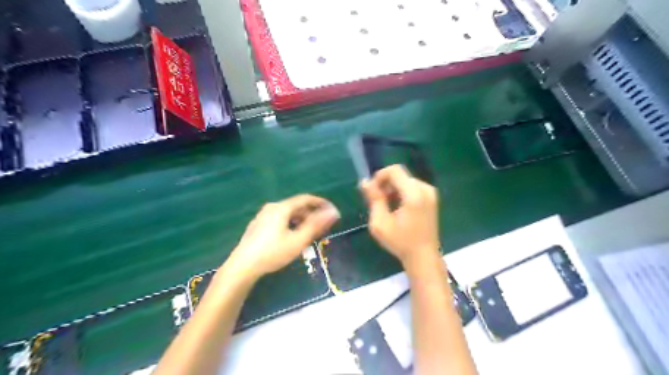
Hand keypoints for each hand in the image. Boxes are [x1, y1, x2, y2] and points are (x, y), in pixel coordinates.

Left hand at [227, 195, 340, 278]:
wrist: (242, 267)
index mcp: (282, 208)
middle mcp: (272, 207)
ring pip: (288, 214)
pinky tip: (292, 237)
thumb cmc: (272, 253)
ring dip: (301, 220)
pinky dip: (291, 224)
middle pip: (296, 206)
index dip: (321, 203)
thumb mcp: (298, 240)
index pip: (306, 199)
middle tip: (323, 226)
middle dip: (312, 214)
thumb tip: (333, 212)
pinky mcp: (258, 225)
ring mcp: (263, 216)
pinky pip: (280, 219)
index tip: (332, 211)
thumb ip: (316, 225)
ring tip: (310, 233)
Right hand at [360, 165, 439, 267]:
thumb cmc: (400, 242)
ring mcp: (431, 193)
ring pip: (405, 181)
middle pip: (400, 175)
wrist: (423, 257)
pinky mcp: (432, 199)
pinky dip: (402, 193)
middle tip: (377, 202)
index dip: (380, 176)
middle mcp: (425, 189)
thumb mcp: (380, 222)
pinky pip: (412, 187)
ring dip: (393, 189)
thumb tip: (365, 181)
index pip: (395, 170)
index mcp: (414, 194)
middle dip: (386, 184)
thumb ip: (374, 199)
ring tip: (386, 207)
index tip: (372, 192)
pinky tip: (397, 208)